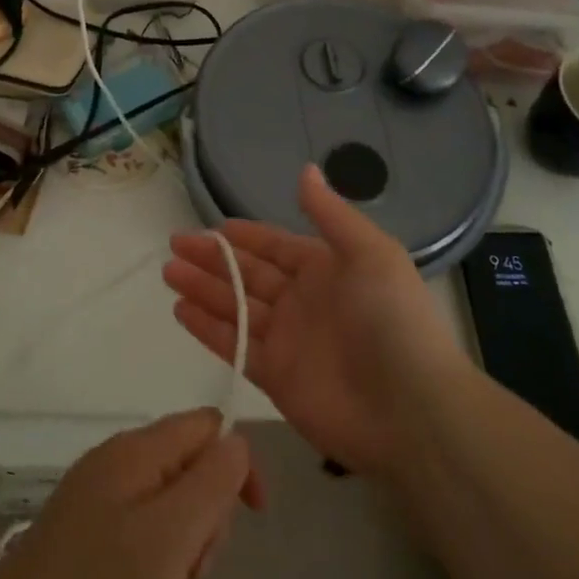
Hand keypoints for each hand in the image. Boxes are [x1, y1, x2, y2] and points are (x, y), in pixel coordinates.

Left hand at [0, 410, 263, 578]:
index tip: (250, 516)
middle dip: (207, 514)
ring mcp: (96, 495)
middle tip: (194, 568)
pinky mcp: (84, 530)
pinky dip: (156, 558)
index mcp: (136, 450)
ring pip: (167, 501)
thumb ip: (211, 483)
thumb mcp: (172, 538)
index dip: (236, 463)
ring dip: (183, 543)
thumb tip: (238, 439)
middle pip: (188, 464)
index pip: (206, 425)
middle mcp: (115, 460)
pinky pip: (140, 527)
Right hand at [165, 164, 458, 475]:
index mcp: (326, 270)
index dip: (244, 236)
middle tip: (174, 245)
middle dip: (213, 259)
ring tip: (168, 273)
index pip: (275, 247)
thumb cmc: (392, 320)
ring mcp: (287, 341)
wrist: (411, 409)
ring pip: (235, 307)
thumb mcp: (370, 253)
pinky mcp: (275, 378)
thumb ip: (330, 214)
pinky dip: (207, 329)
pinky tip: (180, 311)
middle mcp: (302, 301)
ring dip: (202, 289)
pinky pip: (234, 346)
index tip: (210, 227)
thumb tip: (305, 170)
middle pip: (248, 274)